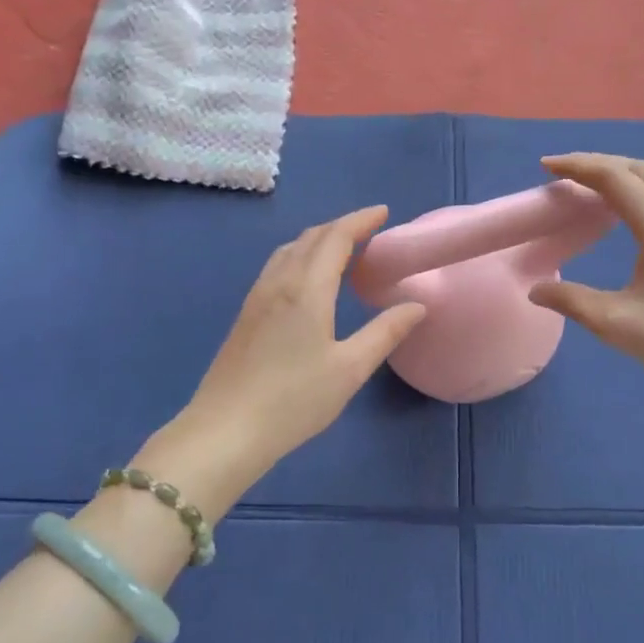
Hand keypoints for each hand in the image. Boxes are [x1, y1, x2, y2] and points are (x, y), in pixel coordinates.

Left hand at [180, 206, 426, 481]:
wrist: (226, 429)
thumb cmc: (294, 400)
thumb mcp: (350, 369)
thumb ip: (385, 332)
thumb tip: (417, 305)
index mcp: (306, 289)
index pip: (336, 238)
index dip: (360, 220)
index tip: (384, 213)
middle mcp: (279, 282)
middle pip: (310, 238)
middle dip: (341, 226)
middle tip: (369, 230)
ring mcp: (257, 297)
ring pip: (289, 250)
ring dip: (318, 240)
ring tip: (342, 250)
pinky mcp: (246, 315)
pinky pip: (276, 267)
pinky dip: (300, 256)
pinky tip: (307, 279)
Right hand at [527, 153, 643, 401]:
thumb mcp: (617, 325)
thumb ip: (571, 301)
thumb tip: (535, 290)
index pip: (614, 177)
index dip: (577, 166)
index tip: (545, 166)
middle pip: (638, 169)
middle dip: (597, 163)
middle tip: (562, 174)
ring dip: (622, 174)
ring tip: (592, 188)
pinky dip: (640, 190)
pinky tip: (628, 214)